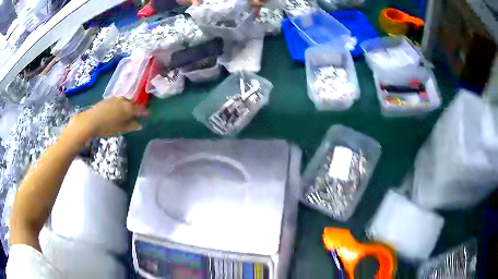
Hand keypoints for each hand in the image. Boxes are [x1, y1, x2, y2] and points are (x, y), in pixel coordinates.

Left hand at [69, 97, 148, 140]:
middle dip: (137, 108)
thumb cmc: (107, 127)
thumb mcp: (121, 129)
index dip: (145, 112)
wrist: (91, 120)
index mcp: (129, 108)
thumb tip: (140, 125)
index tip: (148, 115)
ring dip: (129, 105)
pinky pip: (120, 100)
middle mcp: (124, 100)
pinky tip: (118, 109)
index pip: (141, 109)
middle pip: (134, 103)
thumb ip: (132, 126)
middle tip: (138, 113)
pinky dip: (122, 104)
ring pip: (126, 100)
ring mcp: (116, 98)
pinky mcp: (110, 98)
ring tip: (128, 111)